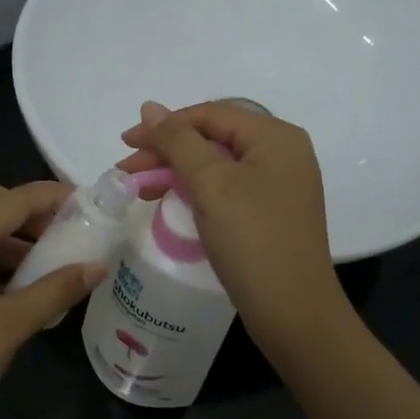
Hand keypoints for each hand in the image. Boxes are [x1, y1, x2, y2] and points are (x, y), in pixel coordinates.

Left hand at [0, 181, 105, 418]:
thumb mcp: (10, 325)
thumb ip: (56, 290)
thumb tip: (98, 267)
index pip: (15, 198)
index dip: (54, 196)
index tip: (92, 205)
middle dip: (28, 209)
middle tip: (64, 233)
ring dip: (8, 233)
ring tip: (47, 262)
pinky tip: (13, 285)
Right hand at [119, 101, 346, 350]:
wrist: (293, 311)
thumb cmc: (252, 240)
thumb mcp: (211, 184)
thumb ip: (178, 142)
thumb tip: (149, 107)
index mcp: (276, 137)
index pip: (211, 114)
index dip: (165, 125)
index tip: (126, 143)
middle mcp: (282, 154)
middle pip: (214, 138)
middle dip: (167, 150)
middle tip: (127, 169)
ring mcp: (278, 186)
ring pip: (217, 165)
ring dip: (176, 171)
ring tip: (141, 188)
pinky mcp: (270, 213)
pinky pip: (226, 189)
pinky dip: (195, 191)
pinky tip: (170, 202)